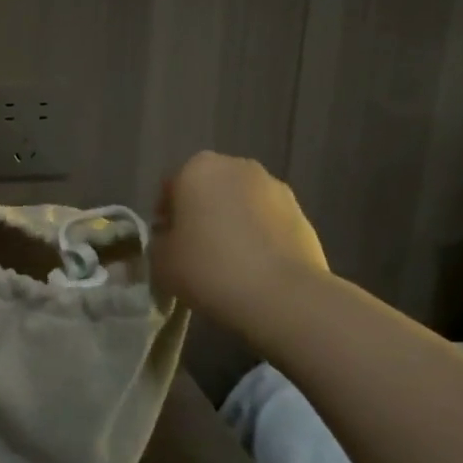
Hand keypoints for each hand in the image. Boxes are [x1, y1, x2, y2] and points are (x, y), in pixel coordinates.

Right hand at [152, 152, 328, 336]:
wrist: (281, 295)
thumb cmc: (208, 268)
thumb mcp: (160, 260)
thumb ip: (159, 241)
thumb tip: (171, 237)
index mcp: (198, 169)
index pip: (171, 186)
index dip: (165, 215)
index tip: (167, 242)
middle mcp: (237, 167)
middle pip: (209, 188)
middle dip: (201, 212)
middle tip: (195, 249)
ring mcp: (275, 188)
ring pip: (240, 203)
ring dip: (232, 222)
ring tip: (228, 261)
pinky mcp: (302, 213)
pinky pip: (267, 221)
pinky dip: (258, 236)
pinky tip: (253, 267)